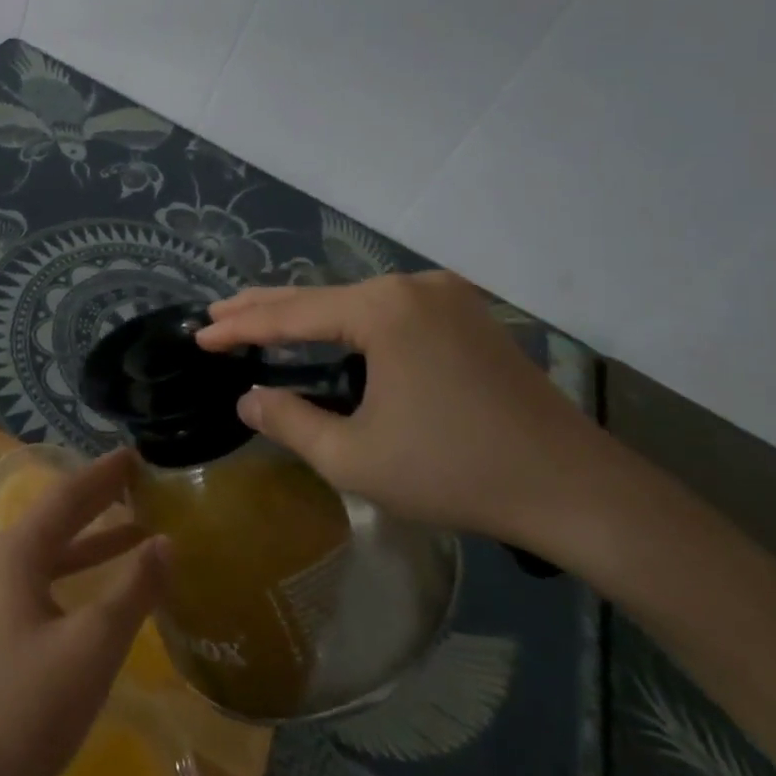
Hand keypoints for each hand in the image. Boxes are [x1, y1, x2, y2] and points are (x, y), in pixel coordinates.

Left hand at [0, 448, 169, 775]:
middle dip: (100, 497)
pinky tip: (114, 591)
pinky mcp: (9, 634)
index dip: (104, 473)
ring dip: (97, 538)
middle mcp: (8, 564)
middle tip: (143, 479)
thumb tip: (167, 541)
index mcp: (20, 552)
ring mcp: (4, 600)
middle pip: (60, 517)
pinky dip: (86, 575)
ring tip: (141, 526)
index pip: (68, 495)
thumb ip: (133, 590)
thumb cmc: (26, 706)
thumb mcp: (92, 645)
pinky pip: (54, 583)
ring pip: (58, 552)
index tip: (137, 453)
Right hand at [195, 273, 607, 547]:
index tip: (199, 335)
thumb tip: (248, 400)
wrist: (575, 490)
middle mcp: (412, 286)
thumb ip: (290, 421)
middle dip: (265, 307)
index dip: (241, 326)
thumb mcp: (355, 457)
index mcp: (383, 310)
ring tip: (259, 319)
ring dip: (307, 313)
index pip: (292, 313)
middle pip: (321, 295)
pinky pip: (389, 310)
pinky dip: (348, 321)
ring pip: (355, 301)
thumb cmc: (455, 472)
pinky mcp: (467, 315)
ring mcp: (445, 296)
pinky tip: (328, 330)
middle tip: (216, 314)